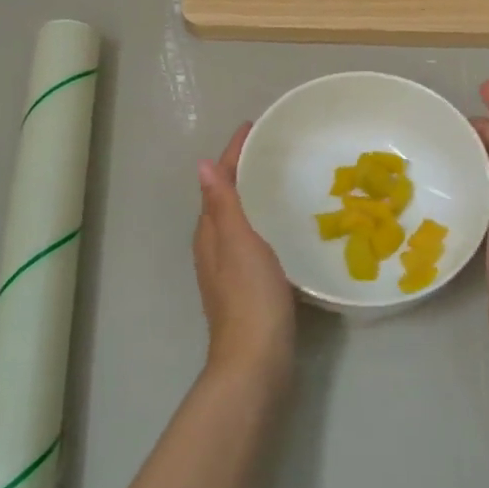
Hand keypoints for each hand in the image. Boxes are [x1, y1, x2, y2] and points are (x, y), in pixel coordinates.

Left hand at [194, 124, 296, 385]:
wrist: (256, 359)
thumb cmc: (250, 297)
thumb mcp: (238, 244)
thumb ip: (223, 205)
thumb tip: (203, 164)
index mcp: (210, 233)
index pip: (219, 182)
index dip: (233, 154)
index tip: (253, 128)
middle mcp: (214, 247)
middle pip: (226, 198)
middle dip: (243, 171)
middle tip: (272, 149)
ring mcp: (228, 269)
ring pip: (238, 219)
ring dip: (254, 196)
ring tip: (281, 179)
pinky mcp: (247, 286)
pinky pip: (253, 240)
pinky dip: (264, 222)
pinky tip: (284, 226)